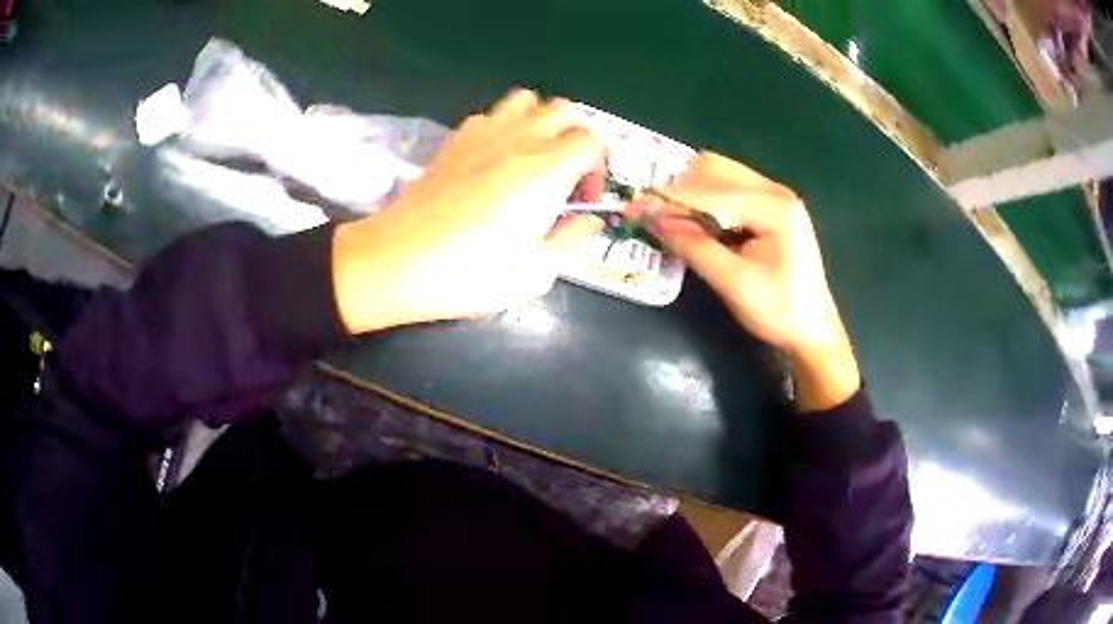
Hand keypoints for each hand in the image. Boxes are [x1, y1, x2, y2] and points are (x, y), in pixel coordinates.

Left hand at [331, 89, 603, 333]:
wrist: (401, 260)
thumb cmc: (472, 271)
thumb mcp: (536, 272)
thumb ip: (572, 241)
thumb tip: (589, 222)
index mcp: (548, 169)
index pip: (592, 142)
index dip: (597, 169)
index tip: (582, 200)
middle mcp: (520, 140)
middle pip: (564, 110)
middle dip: (574, 136)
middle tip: (564, 173)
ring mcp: (484, 134)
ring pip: (526, 100)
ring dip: (539, 121)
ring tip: (532, 156)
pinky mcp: (454, 140)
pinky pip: (490, 115)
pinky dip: (503, 127)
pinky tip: (493, 160)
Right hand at [636, 153, 859, 411]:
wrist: (813, 331)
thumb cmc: (779, 312)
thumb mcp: (734, 283)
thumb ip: (694, 247)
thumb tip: (652, 220)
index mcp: (774, 207)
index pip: (710, 190)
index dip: (669, 200)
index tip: (634, 210)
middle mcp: (775, 190)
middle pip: (714, 168)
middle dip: (680, 191)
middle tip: (656, 219)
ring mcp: (774, 195)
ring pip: (719, 174)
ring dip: (692, 193)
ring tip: (676, 223)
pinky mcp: (770, 206)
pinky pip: (729, 189)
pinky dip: (706, 201)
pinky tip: (699, 225)